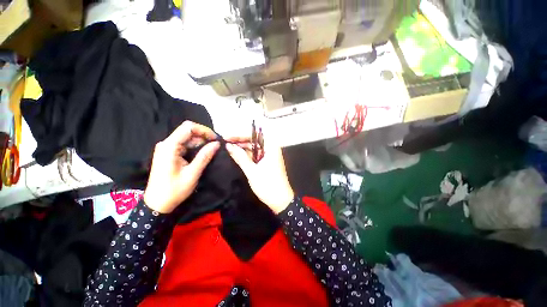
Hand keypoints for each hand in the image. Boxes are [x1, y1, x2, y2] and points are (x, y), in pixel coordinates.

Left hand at [144, 121, 219, 212]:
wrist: (158, 203)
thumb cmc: (174, 190)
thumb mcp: (193, 173)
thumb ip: (204, 156)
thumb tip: (217, 144)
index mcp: (169, 147)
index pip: (188, 128)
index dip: (204, 130)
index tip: (215, 139)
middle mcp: (166, 144)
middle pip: (187, 131)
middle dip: (204, 136)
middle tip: (216, 146)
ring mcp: (167, 148)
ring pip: (187, 138)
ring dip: (201, 142)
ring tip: (212, 150)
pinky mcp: (169, 153)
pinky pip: (184, 144)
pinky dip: (195, 147)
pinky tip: (203, 153)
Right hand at [225, 134, 293, 213]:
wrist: (280, 201)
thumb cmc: (267, 184)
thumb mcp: (251, 170)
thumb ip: (240, 157)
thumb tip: (228, 146)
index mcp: (271, 147)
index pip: (254, 136)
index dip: (240, 135)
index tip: (226, 137)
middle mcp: (272, 149)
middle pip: (254, 141)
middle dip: (240, 142)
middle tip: (225, 143)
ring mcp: (270, 156)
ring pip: (254, 149)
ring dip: (243, 149)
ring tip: (228, 148)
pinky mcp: (268, 163)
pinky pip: (256, 156)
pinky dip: (247, 156)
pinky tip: (237, 155)